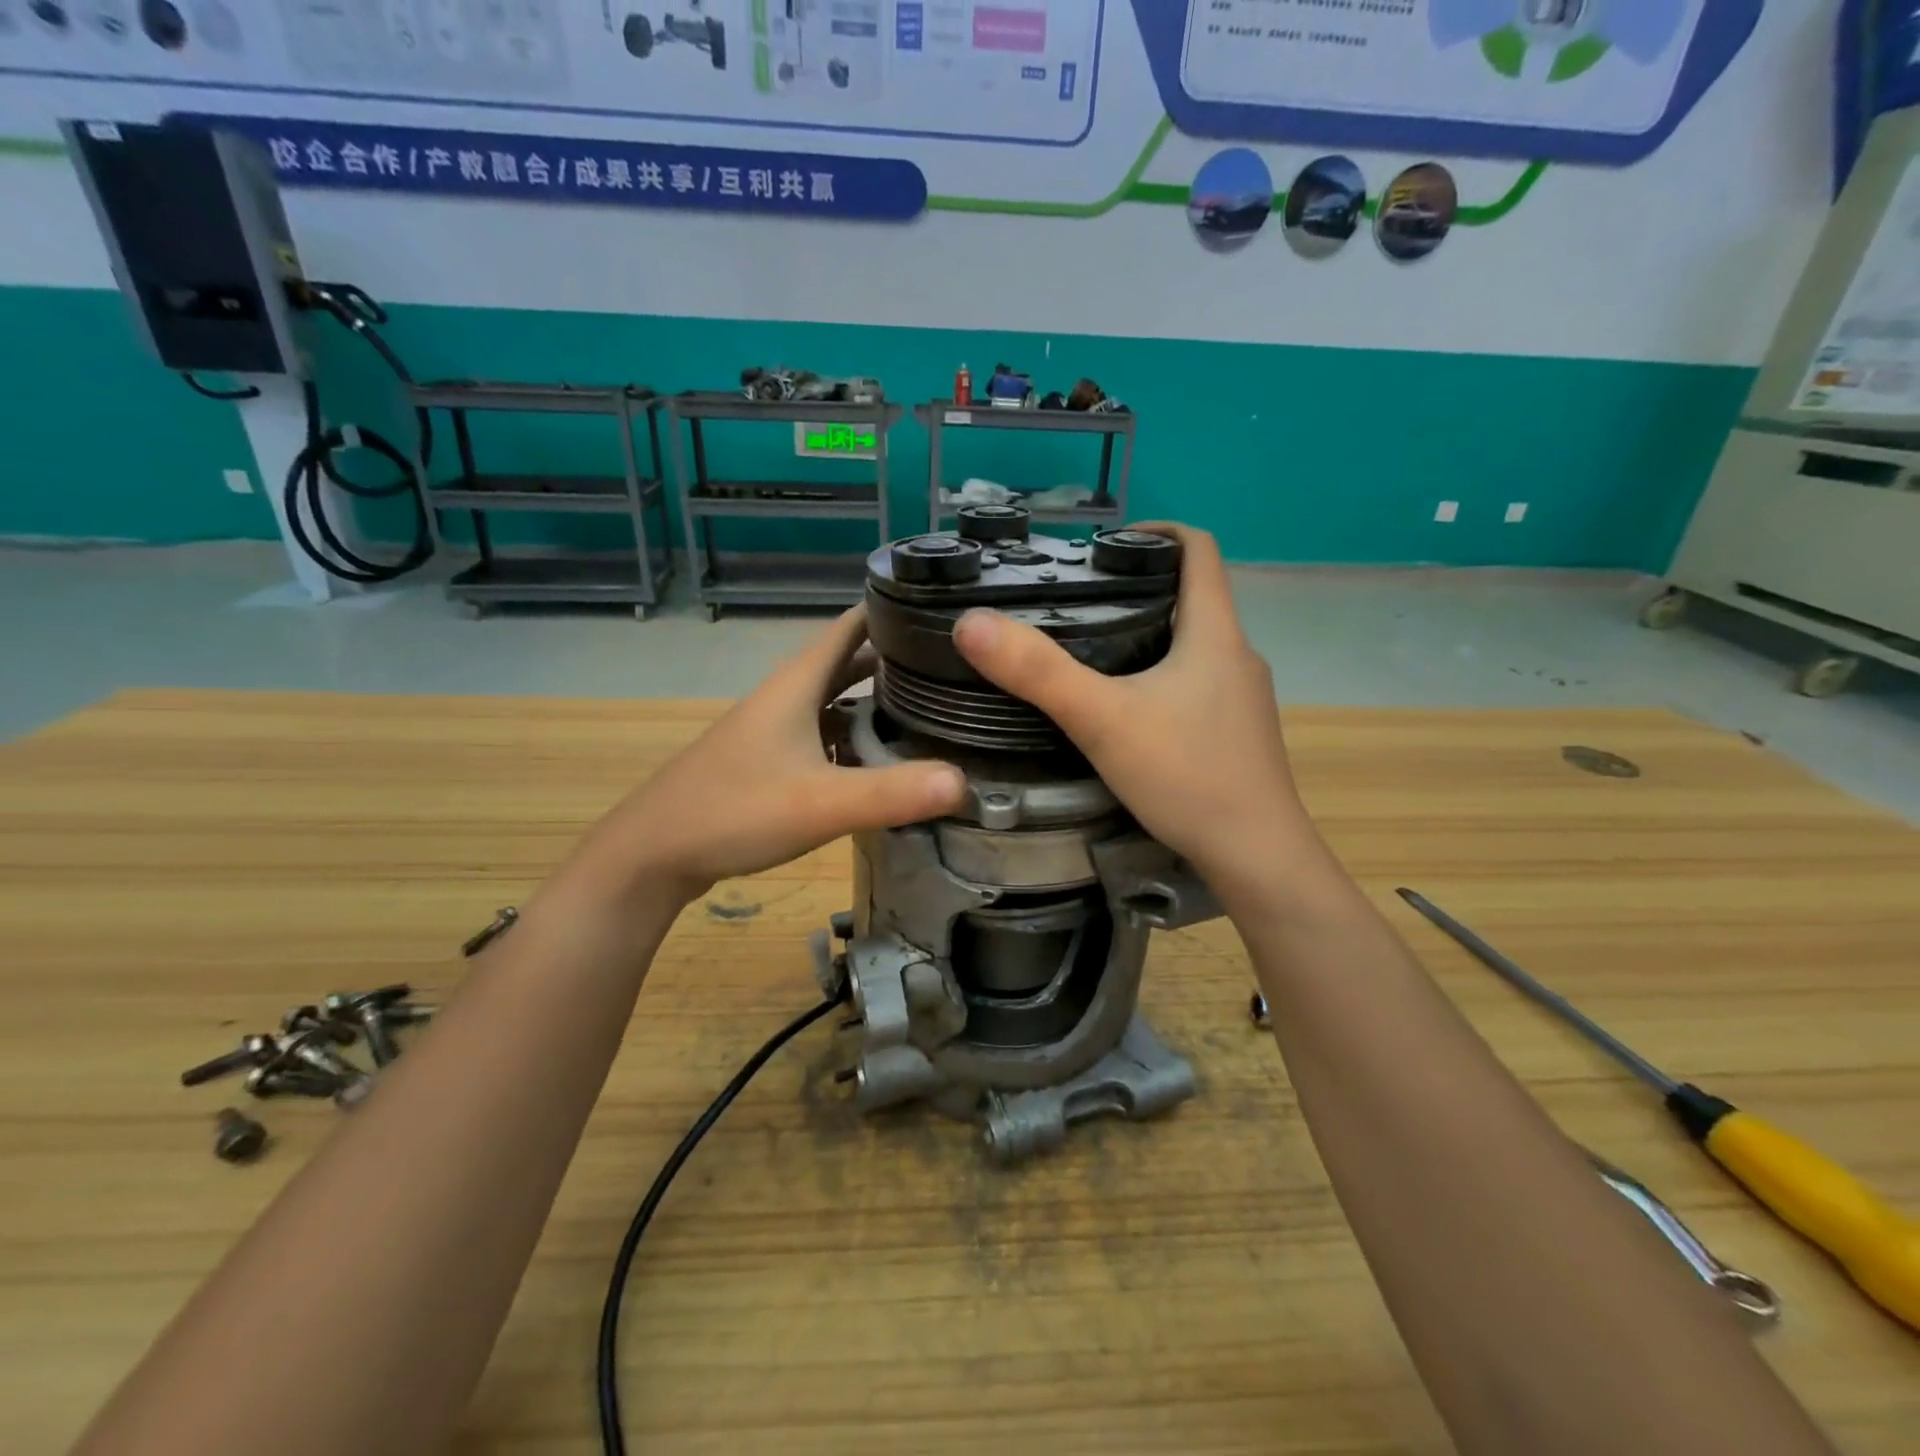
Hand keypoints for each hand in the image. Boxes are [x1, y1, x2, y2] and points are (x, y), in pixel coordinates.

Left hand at [571, 607, 965, 904]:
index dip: (897, 611)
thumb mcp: (820, 803)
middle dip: (900, 660)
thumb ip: (892, 793)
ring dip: (879, 701)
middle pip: (852, 662)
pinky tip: (883, 761)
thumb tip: (966, 783)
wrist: (654, 852)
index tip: (950, 612)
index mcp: (798, 683)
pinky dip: (858, 737)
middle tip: (958, 670)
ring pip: (838, 700)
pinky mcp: (771, 758)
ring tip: (934, 712)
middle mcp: (789, 695)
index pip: (854, 624)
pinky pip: (826, 733)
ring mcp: (776, 727)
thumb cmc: (734, 811)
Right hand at [952, 524, 1309, 883]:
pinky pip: (1196, 685)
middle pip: (1192, 597)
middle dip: (1138, 588)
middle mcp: (1237, 656)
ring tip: (1090, 652)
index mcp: (1215, 633)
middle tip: (1076, 601)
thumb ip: (1038, 673)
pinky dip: (1161, 678)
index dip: (1155, 531)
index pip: (1199, 550)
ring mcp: (1243, 698)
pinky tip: (1126, 710)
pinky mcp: (1237, 734)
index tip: (1106, 542)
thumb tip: (972, 623)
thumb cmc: (1188, 776)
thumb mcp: (1103, 721)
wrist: (1257, 857)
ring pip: (1193, 645)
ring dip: (1148, 635)